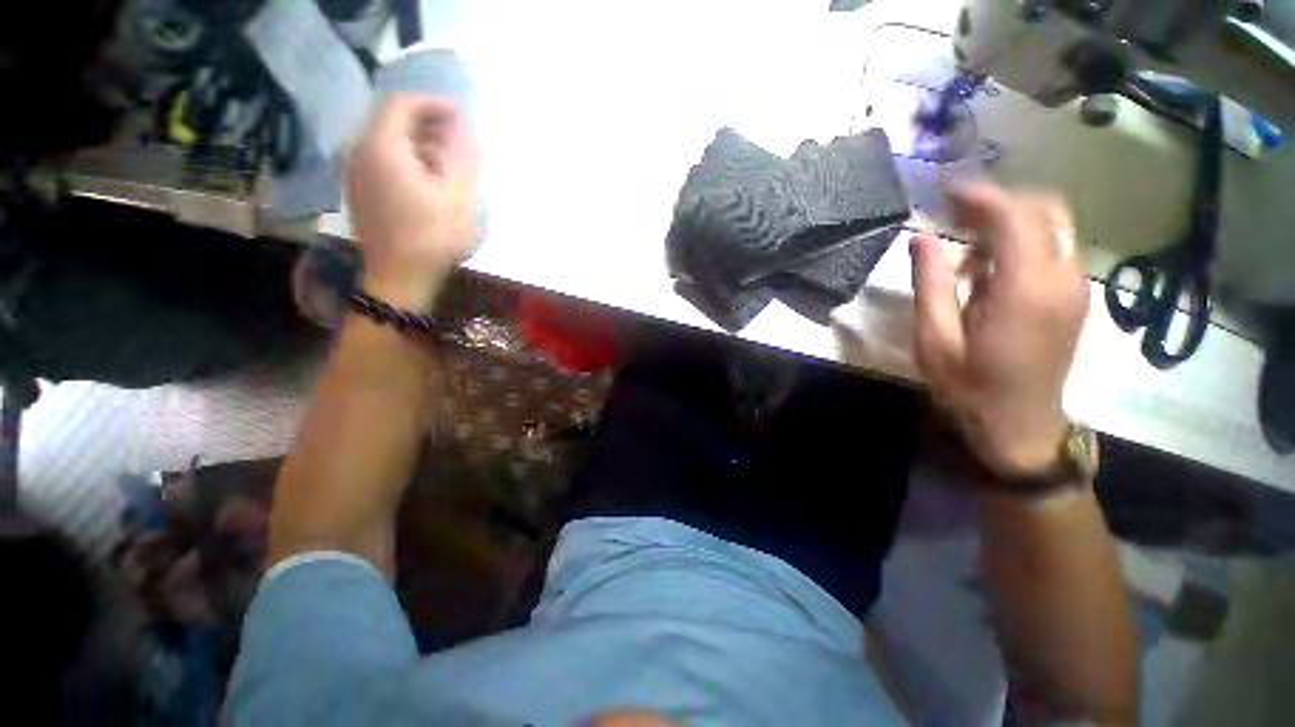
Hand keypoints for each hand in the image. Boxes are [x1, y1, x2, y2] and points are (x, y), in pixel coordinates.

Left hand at [347, 95, 478, 309]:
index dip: (433, 103)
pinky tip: (427, 179)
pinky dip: (406, 158)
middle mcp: (361, 151)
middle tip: (458, 136)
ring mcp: (356, 172)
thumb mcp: (459, 198)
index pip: (403, 104)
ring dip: (418, 142)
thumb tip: (475, 132)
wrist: (399, 278)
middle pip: (392, 120)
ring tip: (448, 159)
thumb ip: (466, 159)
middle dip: (427, 122)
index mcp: (383, 147)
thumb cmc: (432, 238)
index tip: (461, 114)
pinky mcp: (360, 191)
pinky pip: (381, 160)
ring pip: (386, 141)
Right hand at [910, 184, 1088, 477]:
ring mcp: (1075, 288)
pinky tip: (988, 270)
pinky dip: (1020, 243)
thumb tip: (921, 238)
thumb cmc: (969, 387)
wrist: (1020, 426)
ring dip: (1009, 223)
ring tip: (965, 245)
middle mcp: (1063, 279)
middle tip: (954, 214)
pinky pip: (1053, 249)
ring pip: (1052, 227)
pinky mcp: (1074, 298)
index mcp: (1027, 290)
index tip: (945, 191)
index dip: (980, 196)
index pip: (1014, 218)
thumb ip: (930, 284)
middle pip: (1044, 211)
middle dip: (998, 202)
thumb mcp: (935, 340)